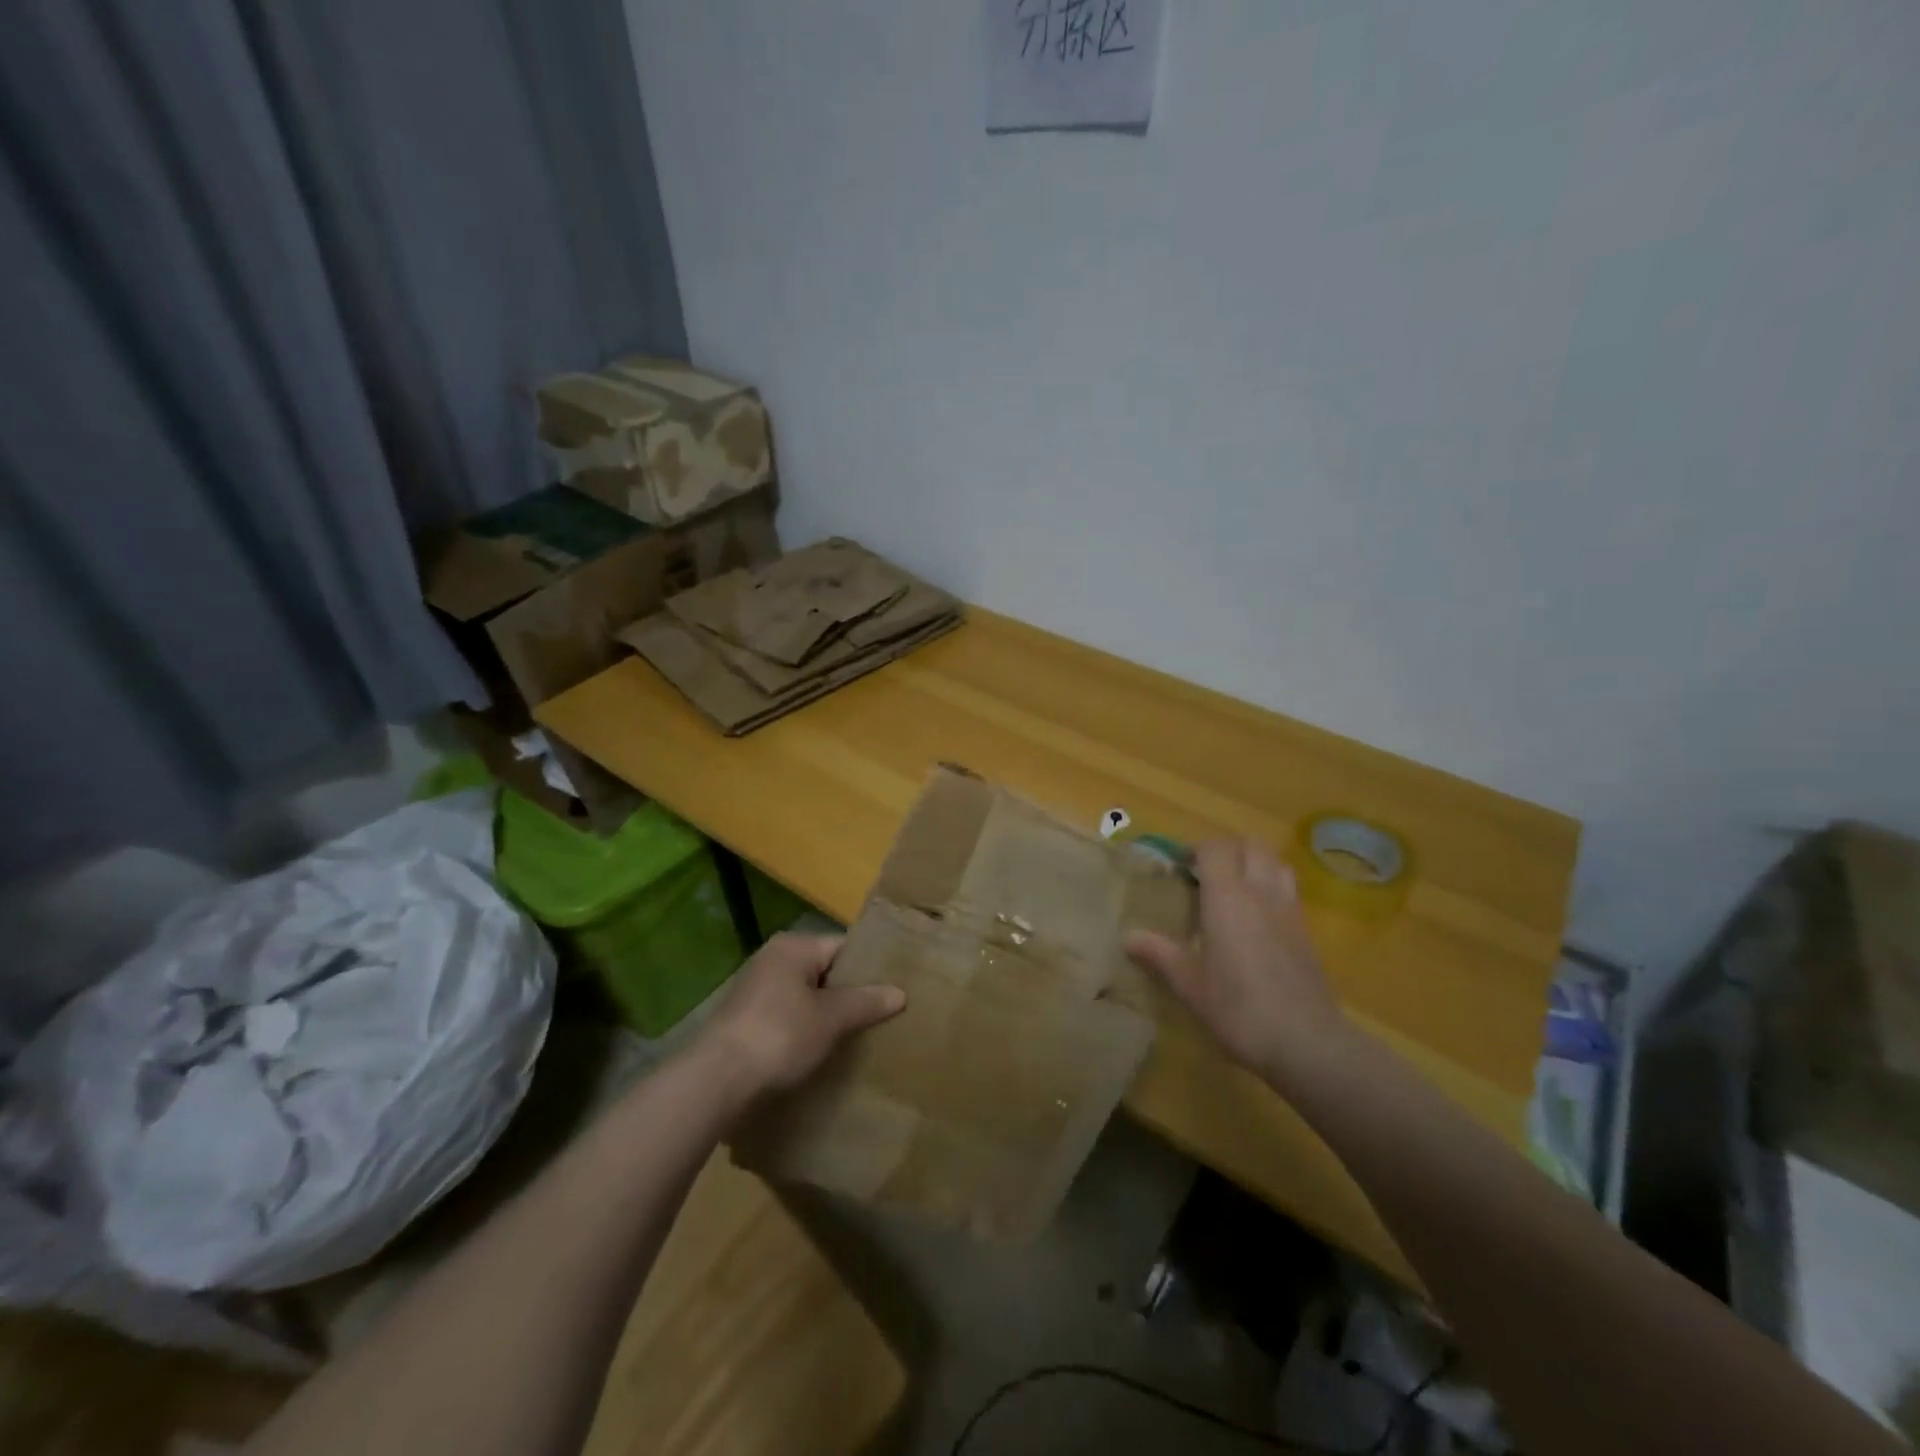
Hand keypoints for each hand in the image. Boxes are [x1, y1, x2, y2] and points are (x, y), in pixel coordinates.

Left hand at [695, 933, 905, 1104]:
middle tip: (881, 1016)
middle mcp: (773, 958)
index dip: (869, 968)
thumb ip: (867, 1002)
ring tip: (856, 1035)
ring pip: (806, 995)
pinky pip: (788, 1014)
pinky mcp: (745, 1018)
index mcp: (794, 946)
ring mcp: (756, 988)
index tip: (893, 990)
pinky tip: (820, 1050)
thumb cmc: (779, 1036)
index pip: (843, 947)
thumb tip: (900, 993)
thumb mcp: (831, 1019)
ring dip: (827, 1013)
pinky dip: (805, 1028)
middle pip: (825, 970)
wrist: (715, 1080)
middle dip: (850, 993)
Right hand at [1124, 839, 1351, 1086]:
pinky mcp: (1306, 930)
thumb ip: (1160, 955)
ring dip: (1253, 862)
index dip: (1196, 850)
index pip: (1215, 848)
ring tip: (1233, 887)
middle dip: (1227, 849)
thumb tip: (1128, 937)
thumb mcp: (1190, 986)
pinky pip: (1288, 889)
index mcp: (1227, 899)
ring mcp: (1288, 910)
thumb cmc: (1239, 1009)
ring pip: (1275, 862)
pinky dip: (1271, 886)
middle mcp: (1260, 893)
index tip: (1179, 868)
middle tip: (1204, 873)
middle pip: (1250, 845)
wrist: (1307, 1042)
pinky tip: (1256, 917)